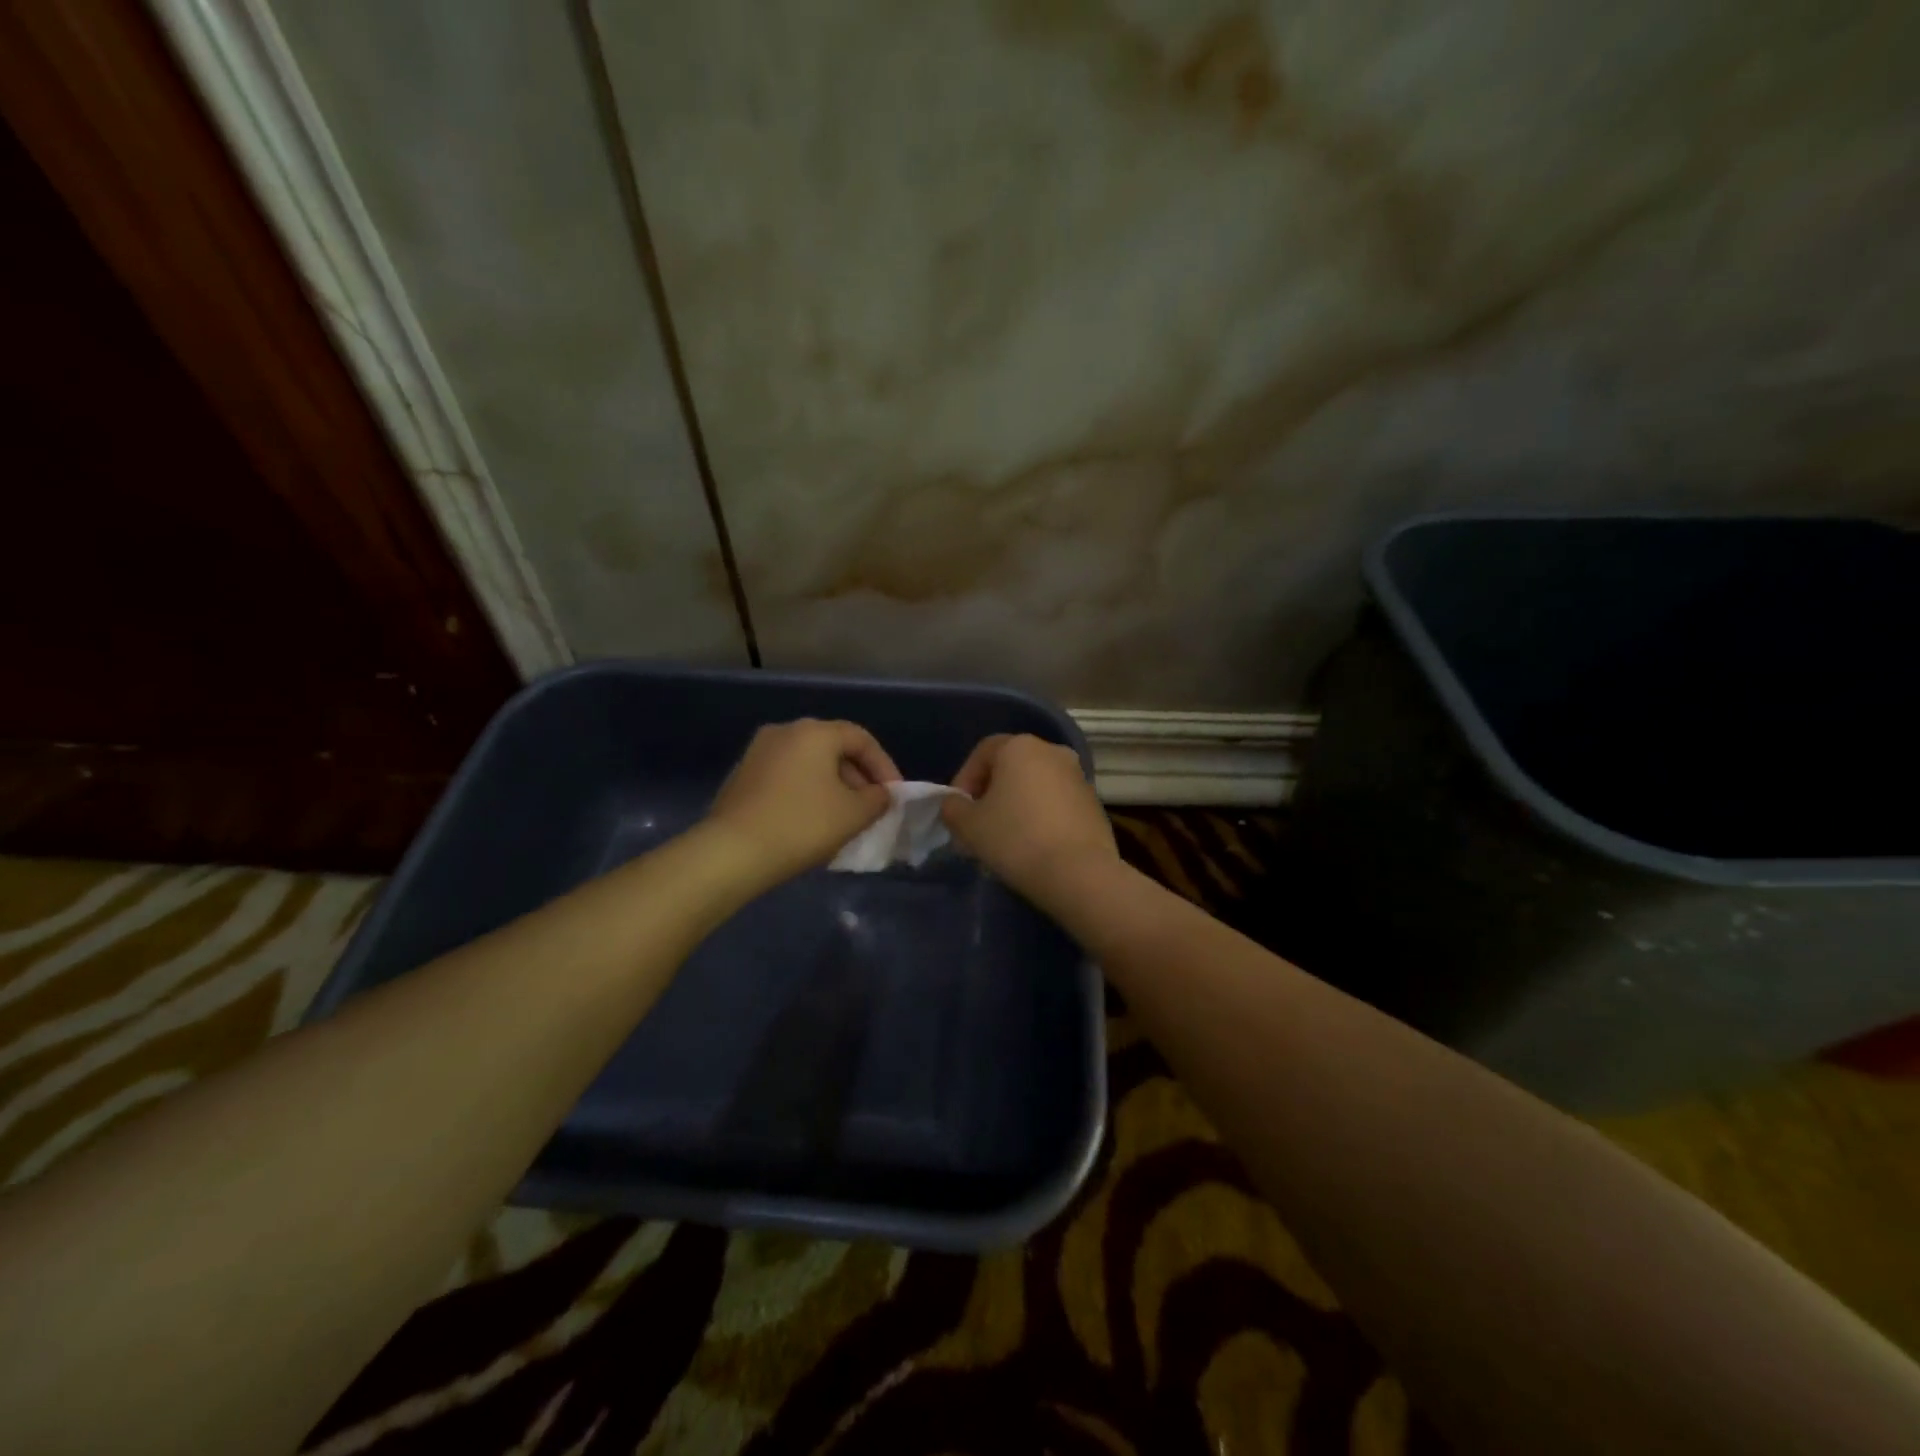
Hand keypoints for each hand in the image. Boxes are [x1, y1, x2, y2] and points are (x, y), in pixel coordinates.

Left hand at [704, 719, 900, 887]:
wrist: (732, 852)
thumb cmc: (802, 825)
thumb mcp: (854, 814)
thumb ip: (877, 799)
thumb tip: (881, 794)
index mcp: (815, 732)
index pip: (861, 739)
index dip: (884, 766)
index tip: (894, 796)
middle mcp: (785, 731)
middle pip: (833, 748)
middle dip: (857, 777)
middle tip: (870, 807)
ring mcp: (758, 752)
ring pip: (808, 763)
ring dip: (832, 786)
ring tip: (843, 817)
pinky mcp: (741, 775)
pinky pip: (786, 777)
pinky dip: (806, 792)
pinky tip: (811, 821)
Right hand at [942, 735, 1115, 897]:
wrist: (1079, 873)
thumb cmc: (1016, 839)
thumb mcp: (968, 826)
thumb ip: (953, 808)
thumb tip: (956, 804)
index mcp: (1020, 746)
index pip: (982, 753)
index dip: (964, 780)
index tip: (957, 812)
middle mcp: (1053, 751)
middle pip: (1010, 768)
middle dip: (990, 795)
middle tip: (977, 827)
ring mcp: (1078, 777)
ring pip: (1034, 787)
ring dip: (1016, 807)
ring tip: (1003, 841)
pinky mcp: (1094, 804)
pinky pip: (1056, 804)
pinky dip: (1040, 818)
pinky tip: (1032, 847)